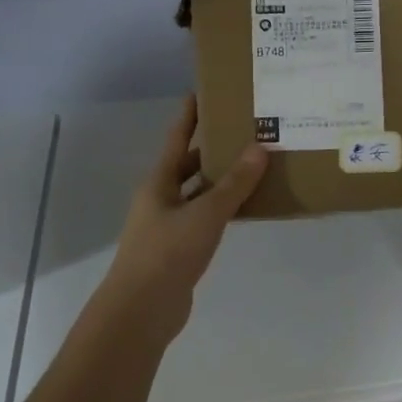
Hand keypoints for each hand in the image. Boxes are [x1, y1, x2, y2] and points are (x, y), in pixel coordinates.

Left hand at [96, 95, 267, 344]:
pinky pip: (204, 220)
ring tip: (254, 165)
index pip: (177, 139)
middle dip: (213, 149)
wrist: (142, 310)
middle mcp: (161, 199)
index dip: (189, 116)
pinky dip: (222, 210)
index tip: (203, 92)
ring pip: (198, 194)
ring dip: (221, 181)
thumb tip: (259, 148)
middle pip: (188, 166)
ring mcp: (168, 226)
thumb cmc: (168, 253)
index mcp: (159, 182)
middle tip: (245, 132)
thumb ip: (234, 184)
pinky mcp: (178, 250)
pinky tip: (245, 209)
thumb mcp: (206, 214)